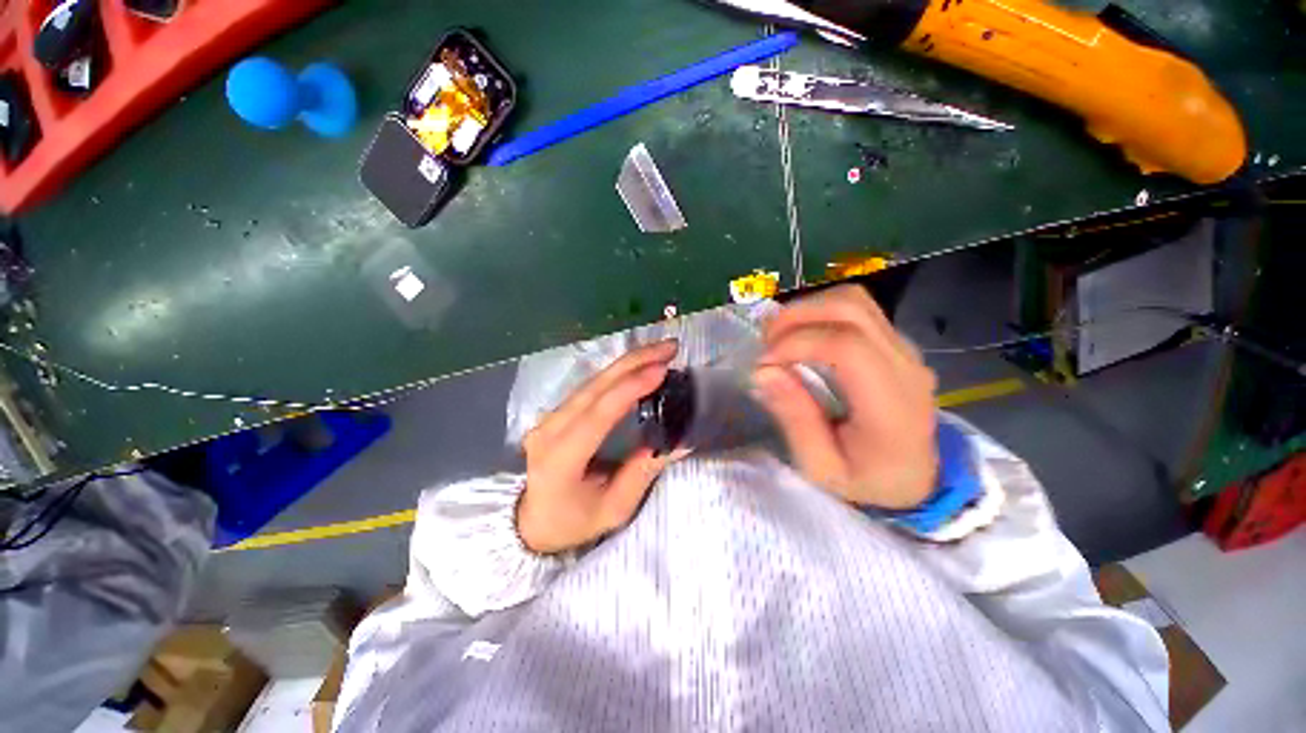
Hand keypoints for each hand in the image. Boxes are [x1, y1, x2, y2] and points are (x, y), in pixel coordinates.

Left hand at [516, 341, 679, 554]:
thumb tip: (678, 441)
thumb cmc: (573, 522)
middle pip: (594, 387)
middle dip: (634, 362)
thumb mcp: (613, 509)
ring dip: (628, 362)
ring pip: (592, 381)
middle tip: (670, 348)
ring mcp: (549, 418)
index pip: (597, 414)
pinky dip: (617, 373)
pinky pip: (589, 387)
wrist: (531, 522)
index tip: (662, 369)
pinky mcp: (556, 413)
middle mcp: (549, 430)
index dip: (630, 388)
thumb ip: (643, 472)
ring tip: (660, 351)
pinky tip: (637, 365)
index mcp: (560, 459)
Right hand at [753, 285, 938, 509]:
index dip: (797, 344)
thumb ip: (795, 419)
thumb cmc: (867, 479)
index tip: (763, 363)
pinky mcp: (895, 343)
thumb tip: (763, 371)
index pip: (847, 346)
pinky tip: (801, 337)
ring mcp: (905, 348)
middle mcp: (905, 365)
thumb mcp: (821, 467)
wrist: (917, 478)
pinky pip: (857, 310)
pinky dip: (820, 313)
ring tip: (779, 337)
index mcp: (891, 405)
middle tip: (765, 343)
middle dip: (796, 317)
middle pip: (851, 308)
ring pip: (854, 300)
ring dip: (807, 310)